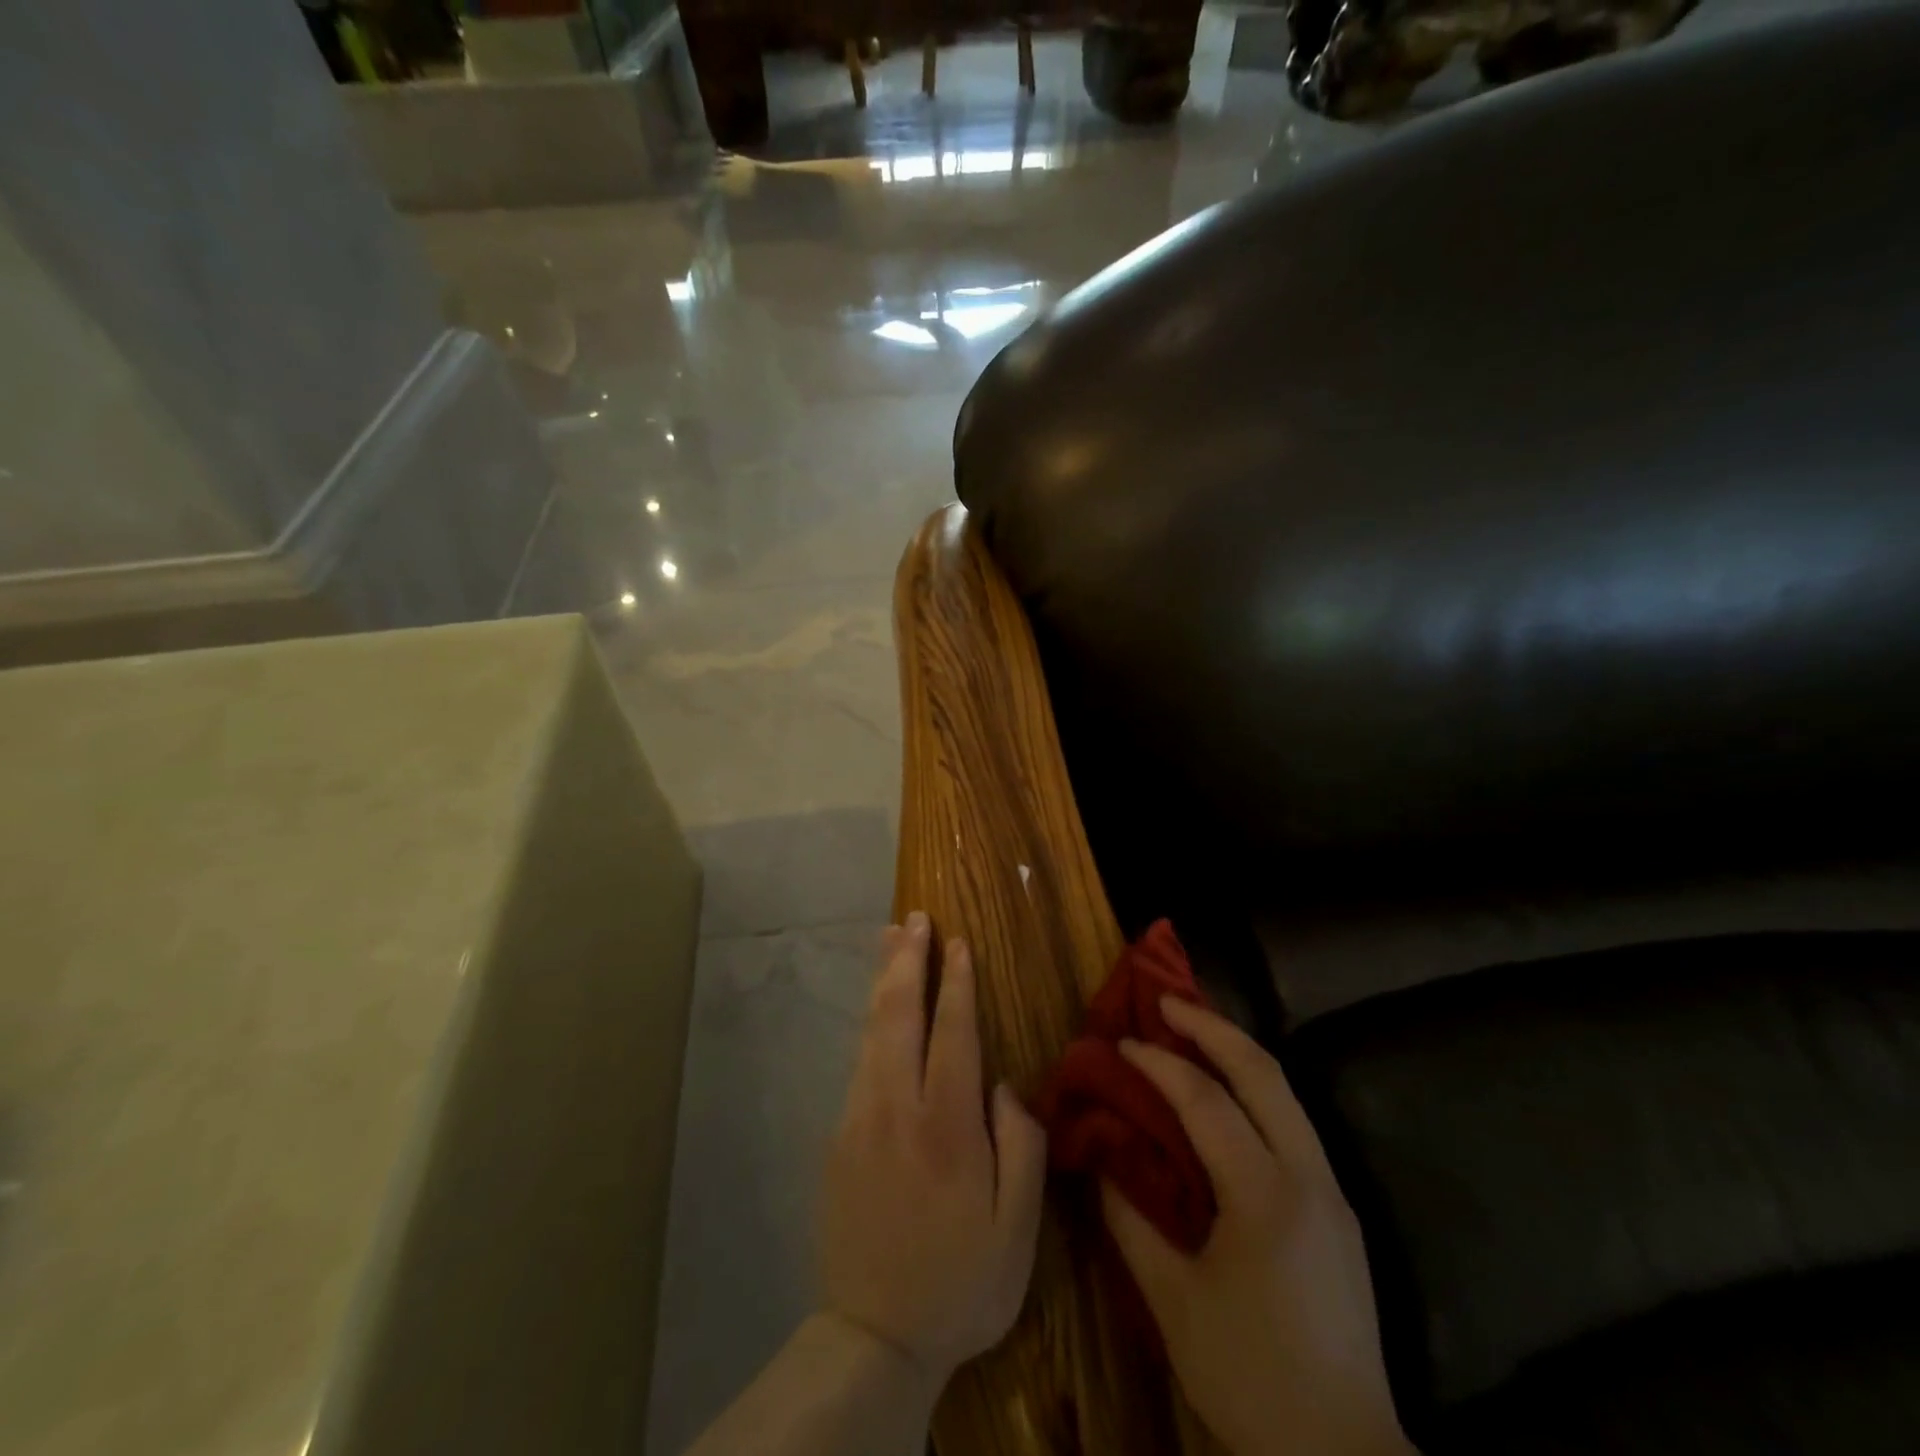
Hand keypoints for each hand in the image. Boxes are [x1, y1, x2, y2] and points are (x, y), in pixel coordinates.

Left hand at [819, 911, 1047, 1391]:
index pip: (952, 1032)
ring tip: (891, 937)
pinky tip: (880, 1006)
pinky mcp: (839, 1136)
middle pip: (899, 1015)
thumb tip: (1003, 1086)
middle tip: (915, 917)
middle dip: (908, 959)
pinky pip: (860, 1059)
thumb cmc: (961, 1282)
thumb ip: (1021, 1146)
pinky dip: (872, 1019)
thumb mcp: (1019, 1230)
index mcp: (947, 1127)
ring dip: (884, 978)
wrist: (874, 1337)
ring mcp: (860, 1118)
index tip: (958, 942)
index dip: (956, 982)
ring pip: (871, 1030)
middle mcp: (897, 1108)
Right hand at [1102, 997, 1413, 1455]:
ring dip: (1237, 1052)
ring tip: (1193, 1032)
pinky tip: (1226, 1096)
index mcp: (1266, 1198)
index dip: (1160, 1064)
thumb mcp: (1174, 1304)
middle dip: (1213, 1027)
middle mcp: (1309, 1178)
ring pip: (1287, 1092)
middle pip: (1264, 1073)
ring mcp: (1332, 1192)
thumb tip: (1102, 1159)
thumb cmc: (1250, 1378)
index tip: (1123, 1042)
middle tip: (1167, 1002)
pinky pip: (1293, 1123)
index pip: (1206, 1102)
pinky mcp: (1339, 1209)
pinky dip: (1255, 1090)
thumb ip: (1131, 1221)